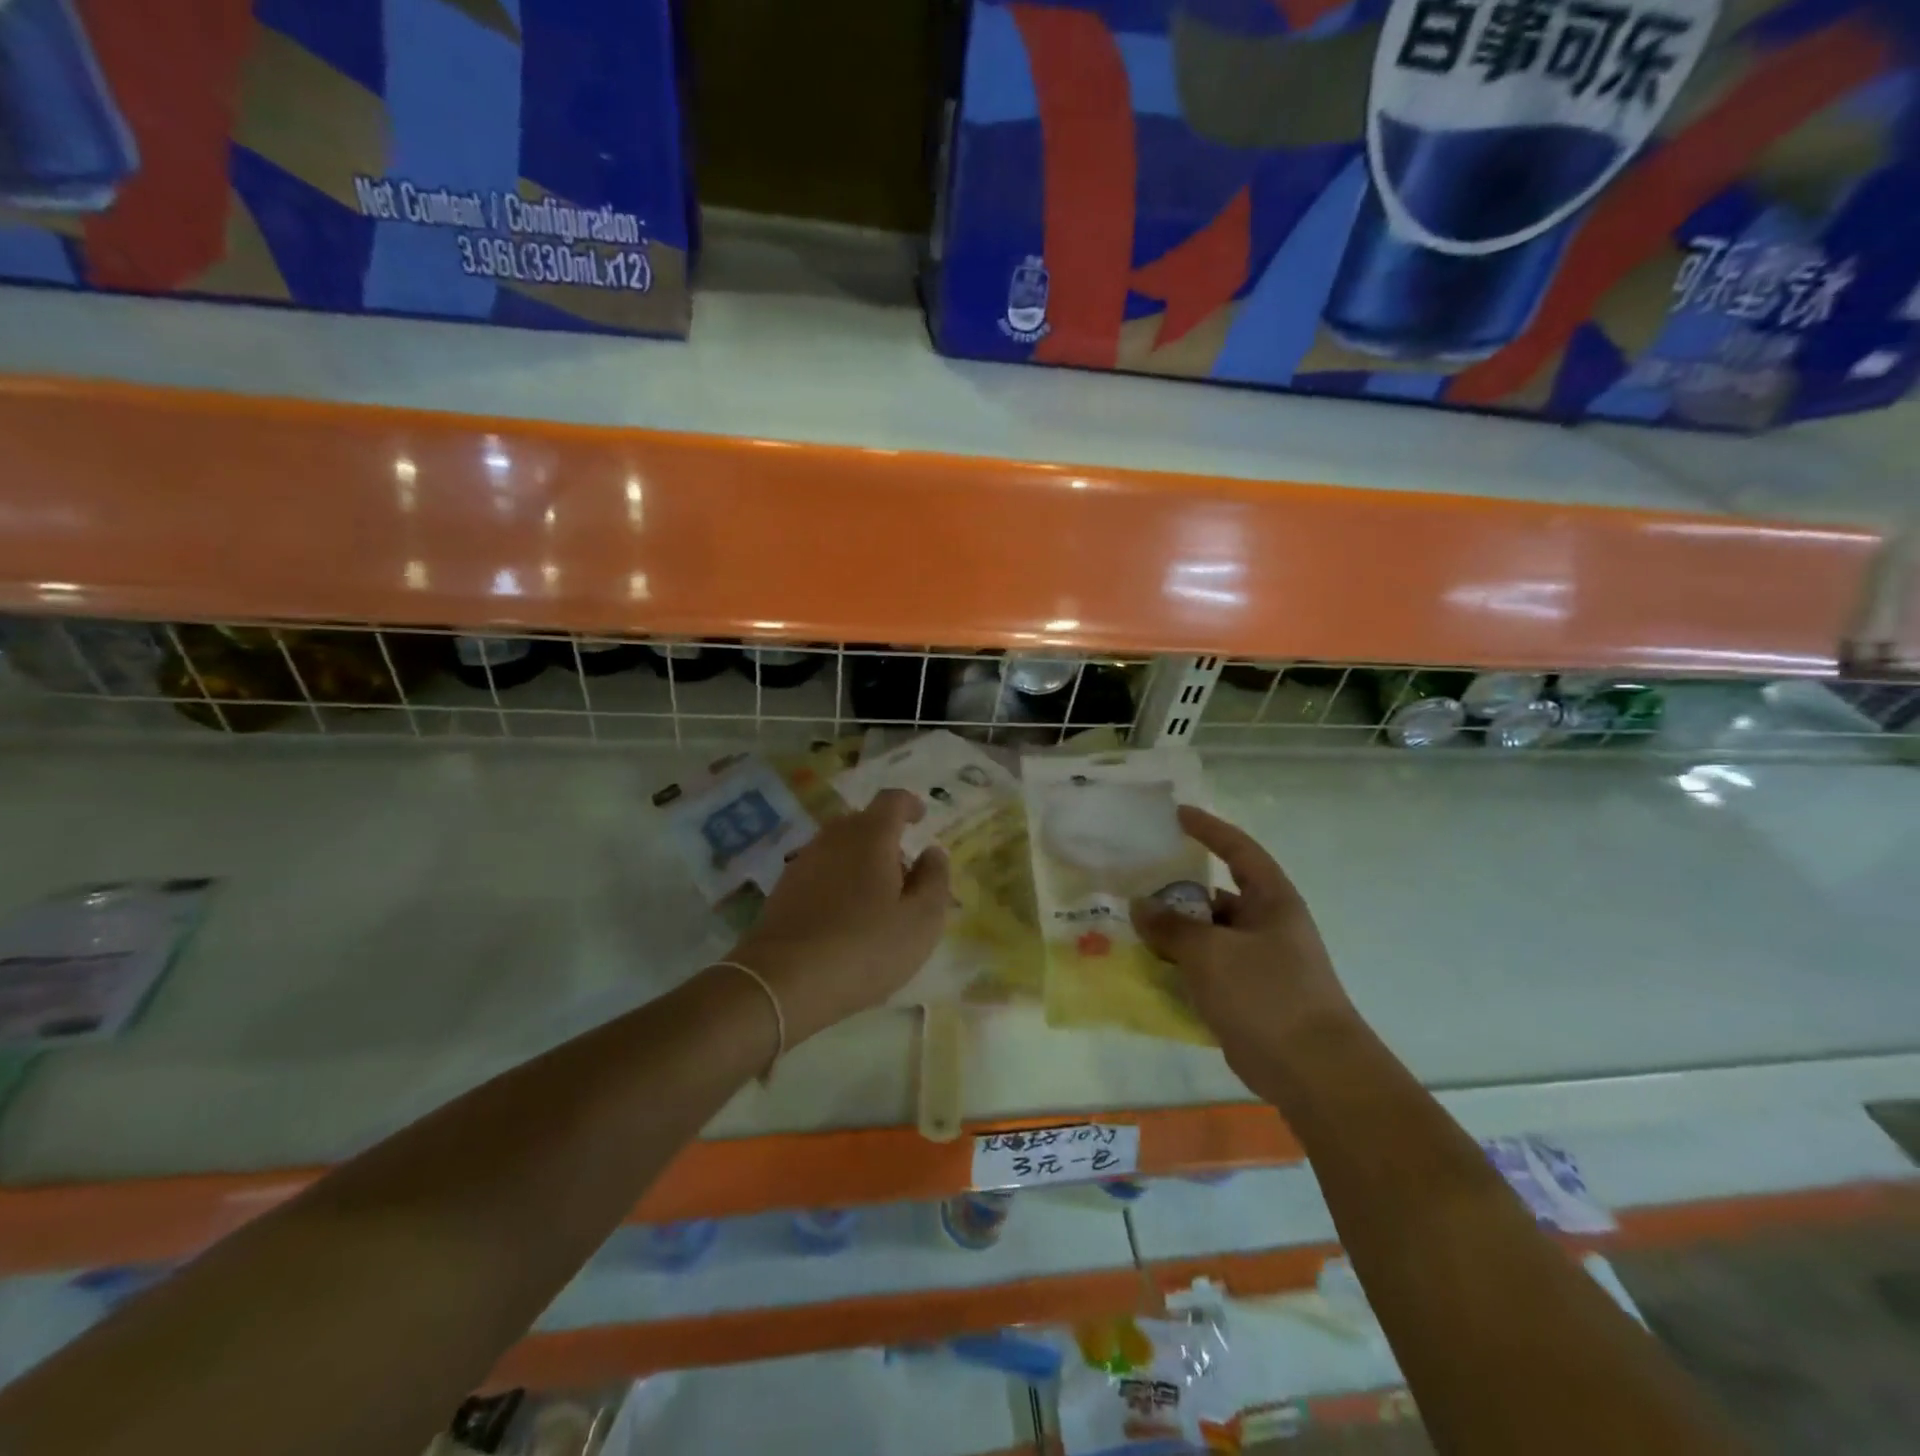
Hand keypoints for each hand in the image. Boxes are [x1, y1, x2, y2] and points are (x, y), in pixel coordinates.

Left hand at [730, 789, 951, 1043]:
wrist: (783, 982)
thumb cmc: (864, 947)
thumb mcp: (921, 920)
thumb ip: (935, 879)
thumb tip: (932, 851)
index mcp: (871, 835)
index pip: (892, 800)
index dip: (909, 805)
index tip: (920, 817)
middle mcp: (834, 837)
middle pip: (863, 823)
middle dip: (886, 838)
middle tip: (904, 873)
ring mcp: (803, 862)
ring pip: (839, 848)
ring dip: (860, 862)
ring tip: (876, 900)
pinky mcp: (783, 889)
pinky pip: (820, 872)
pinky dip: (837, 882)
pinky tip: (844, 917)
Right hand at [1131, 807, 1354, 1093]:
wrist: (1314, 1073)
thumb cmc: (1267, 995)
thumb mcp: (1211, 953)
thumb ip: (1171, 926)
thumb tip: (1140, 906)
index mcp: (1271, 902)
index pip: (1239, 851)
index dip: (1209, 829)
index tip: (1176, 816)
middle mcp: (1267, 926)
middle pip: (1215, 897)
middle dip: (1176, 892)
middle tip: (1133, 884)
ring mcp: (1258, 964)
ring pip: (1206, 937)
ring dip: (1173, 934)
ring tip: (1130, 928)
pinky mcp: (1247, 998)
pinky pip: (1205, 971)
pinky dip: (1179, 968)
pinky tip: (1146, 970)